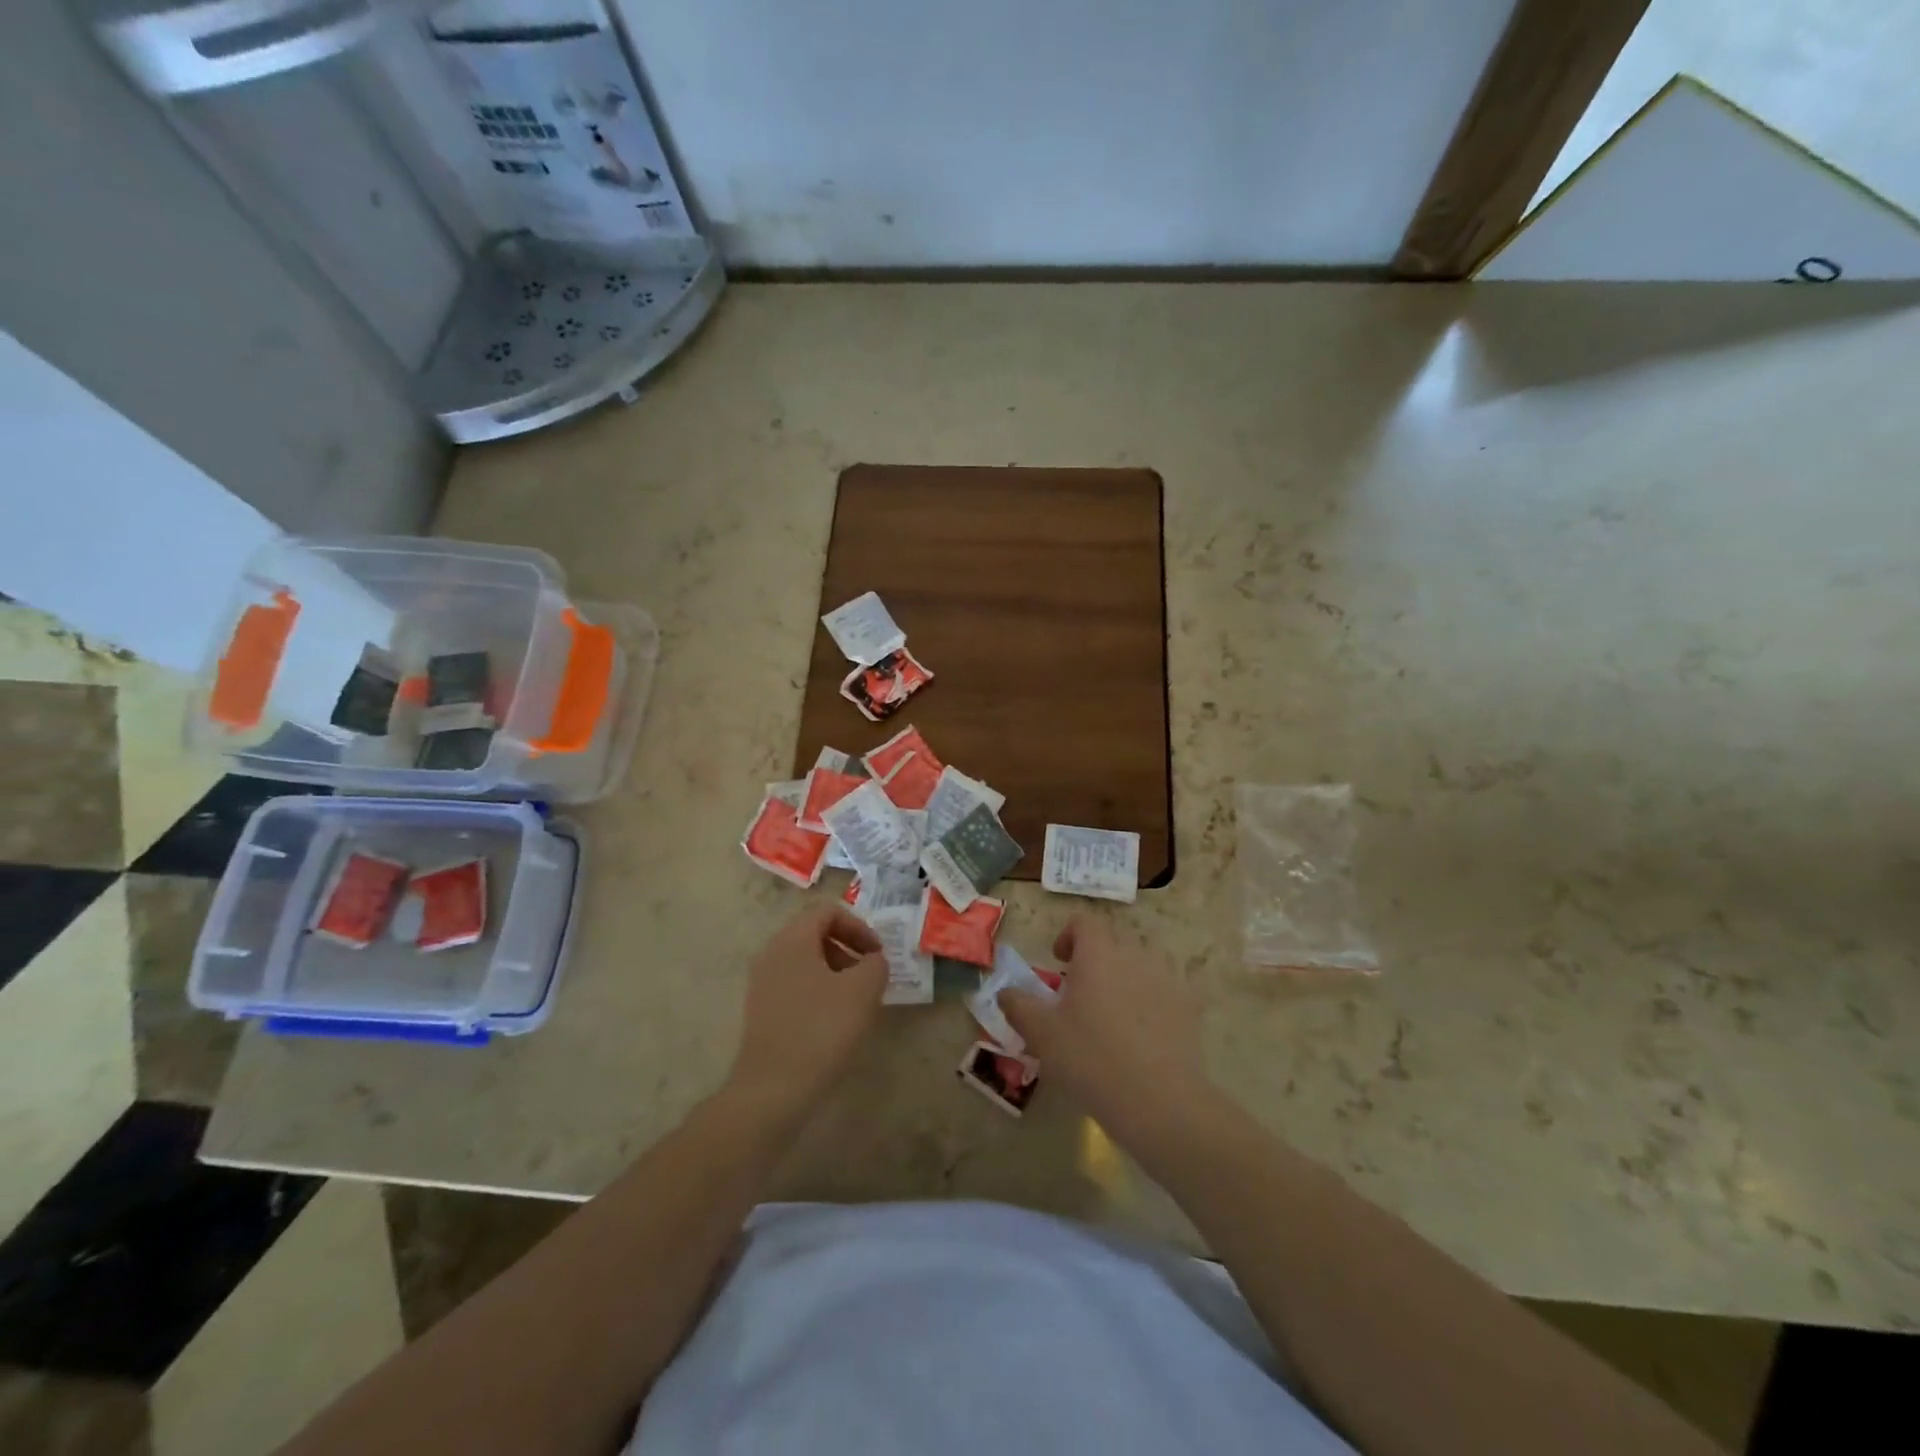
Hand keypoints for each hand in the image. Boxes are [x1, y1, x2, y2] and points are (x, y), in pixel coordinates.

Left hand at [725, 905, 887, 1119]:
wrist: (772, 1090)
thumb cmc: (821, 1030)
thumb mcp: (863, 990)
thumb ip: (876, 964)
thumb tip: (872, 961)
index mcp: (792, 939)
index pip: (828, 911)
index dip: (859, 927)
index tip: (877, 955)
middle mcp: (771, 953)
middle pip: (814, 934)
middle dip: (847, 949)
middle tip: (869, 976)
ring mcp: (762, 983)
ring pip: (805, 961)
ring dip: (835, 971)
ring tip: (855, 1001)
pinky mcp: (760, 1010)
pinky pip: (794, 984)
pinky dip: (818, 991)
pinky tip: (833, 1021)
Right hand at [1003, 916, 1213, 1149]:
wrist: (1160, 1102)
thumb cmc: (1091, 1058)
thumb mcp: (1041, 1034)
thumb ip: (1018, 1005)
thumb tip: (1006, 991)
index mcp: (1099, 954)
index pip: (1083, 922)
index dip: (1068, 935)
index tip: (1058, 962)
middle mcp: (1135, 956)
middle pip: (1112, 943)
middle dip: (1094, 961)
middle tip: (1079, 997)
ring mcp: (1167, 981)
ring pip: (1139, 967)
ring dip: (1122, 981)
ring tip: (1111, 1019)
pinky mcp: (1189, 1009)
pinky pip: (1163, 993)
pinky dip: (1149, 1004)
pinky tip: (1141, 1040)